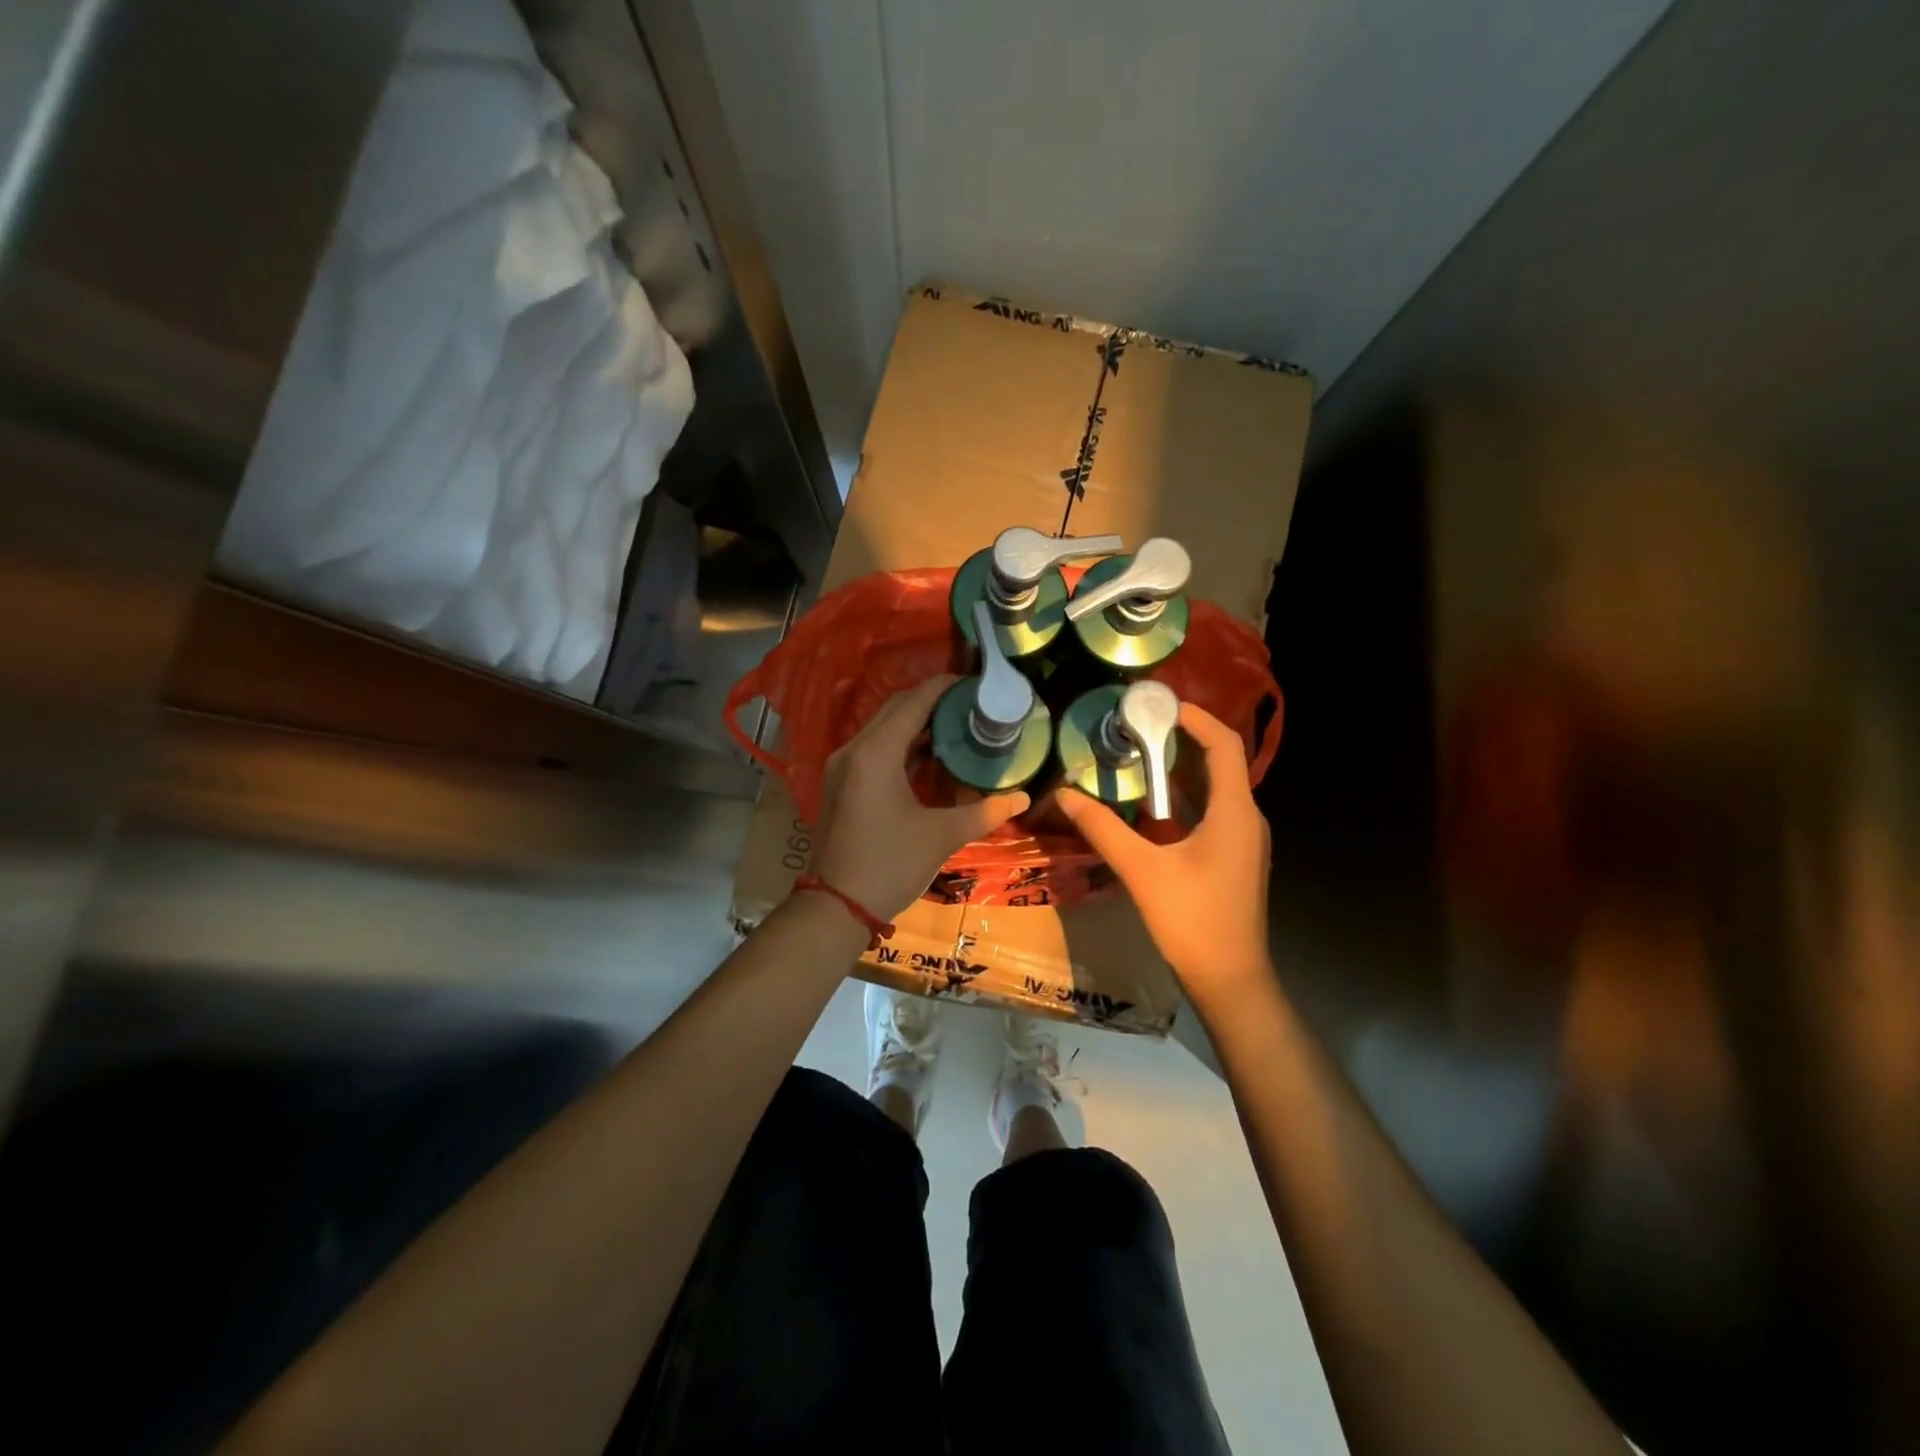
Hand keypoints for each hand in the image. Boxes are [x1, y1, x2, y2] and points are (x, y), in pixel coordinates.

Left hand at [812, 676, 1029, 919]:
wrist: (836, 907)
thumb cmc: (890, 865)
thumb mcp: (942, 836)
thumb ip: (984, 812)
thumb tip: (1023, 797)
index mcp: (876, 753)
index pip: (914, 702)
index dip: (944, 688)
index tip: (975, 683)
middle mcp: (854, 750)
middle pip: (895, 709)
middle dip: (932, 701)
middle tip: (971, 704)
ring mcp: (842, 766)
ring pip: (883, 728)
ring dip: (916, 723)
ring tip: (957, 725)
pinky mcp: (841, 783)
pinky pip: (874, 748)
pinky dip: (901, 744)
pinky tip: (930, 755)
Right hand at [1058, 703, 1271, 1007]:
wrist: (1230, 979)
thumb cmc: (1192, 921)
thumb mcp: (1141, 871)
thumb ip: (1103, 829)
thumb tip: (1065, 794)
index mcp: (1234, 812)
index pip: (1223, 745)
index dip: (1196, 717)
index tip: (1159, 704)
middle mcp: (1246, 818)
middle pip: (1219, 762)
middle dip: (1181, 740)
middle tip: (1137, 727)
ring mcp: (1244, 840)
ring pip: (1215, 789)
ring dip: (1181, 771)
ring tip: (1138, 757)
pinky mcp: (1235, 858)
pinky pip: (1212, 812)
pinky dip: (1184, 799)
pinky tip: (1151, 806)